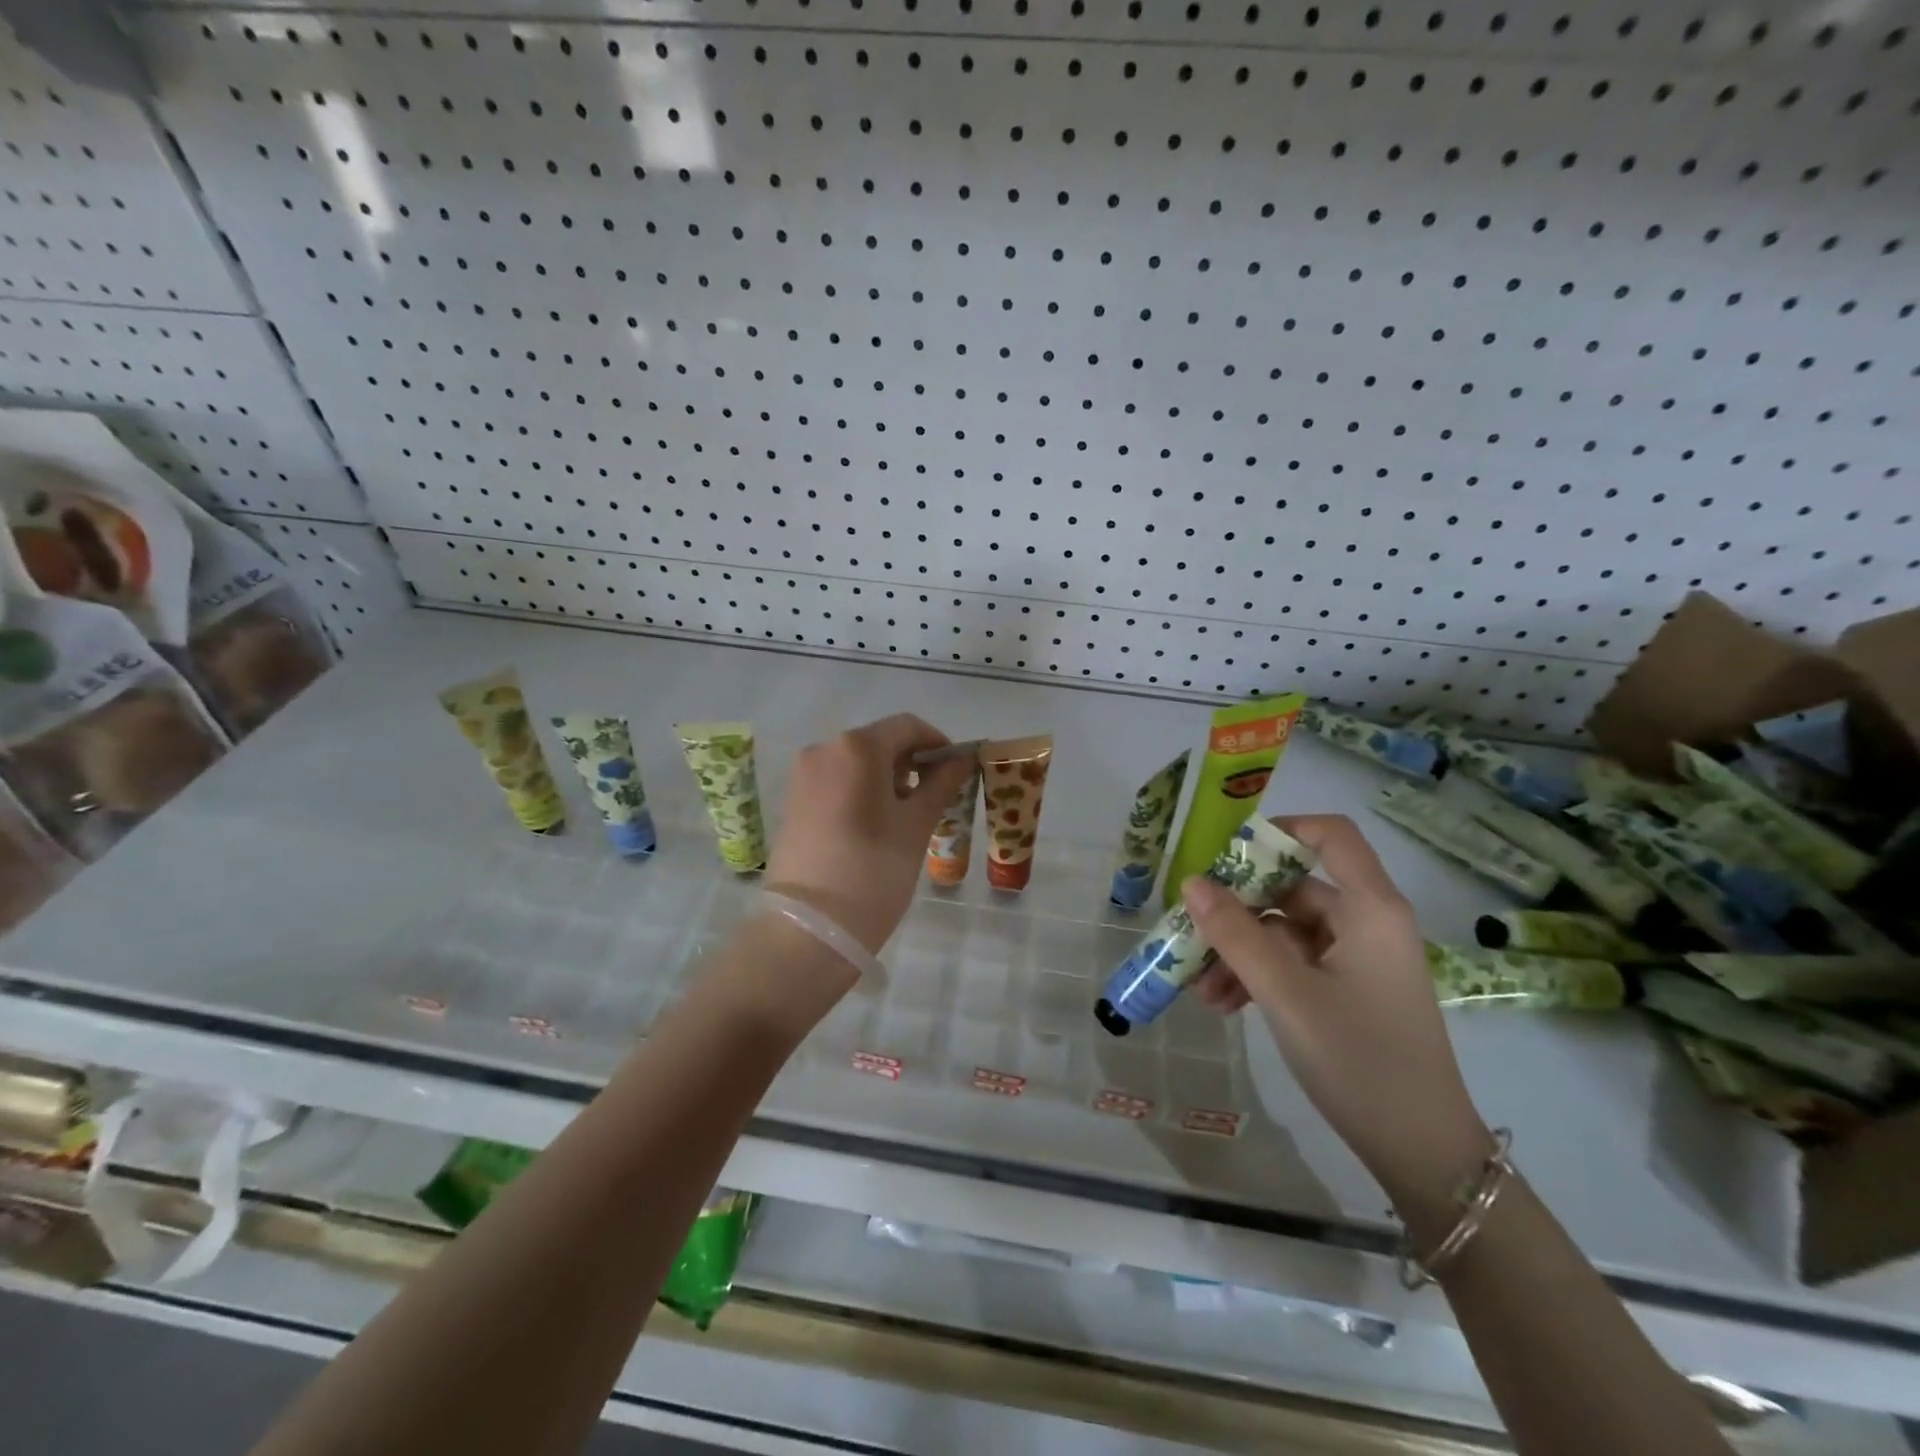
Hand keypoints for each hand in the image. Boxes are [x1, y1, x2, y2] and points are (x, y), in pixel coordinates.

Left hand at [765, 714, 974, 955]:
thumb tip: (963, 758)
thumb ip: (941, 784)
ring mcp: (803, 776)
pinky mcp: (793, 801)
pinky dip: (862, 790)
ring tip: (908, 815)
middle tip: (937, 797)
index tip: (957, 771)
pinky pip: (836, 780)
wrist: (810, 930)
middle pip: (880, 741)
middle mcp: (824, 749)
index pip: (907, 726)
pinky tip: (877, 823)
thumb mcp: (916, 826)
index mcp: (856, 747)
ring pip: (857, 762)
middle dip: (912, 762)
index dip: (938, 743)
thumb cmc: (873, 872)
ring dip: (888, 777)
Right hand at [1181, 815, 1491, 1213]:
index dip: (1279, 830)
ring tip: (1200, 988)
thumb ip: (1235, 934)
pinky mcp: (1349, 989)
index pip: (1330, 835)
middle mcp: (1367, 922)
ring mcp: (1358, 958)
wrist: (1422, 1152)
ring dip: (1240, 952)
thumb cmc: (1359, 1060)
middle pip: (1294, 888)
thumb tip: (1191, 882)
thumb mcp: (1286, 994)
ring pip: (1285, 931)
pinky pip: (1294, 962)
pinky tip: (1224, 1005)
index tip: (1226, 853)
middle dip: (1237, 910)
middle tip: (1191, 930)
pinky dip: (1259, 975)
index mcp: (1370, 908)